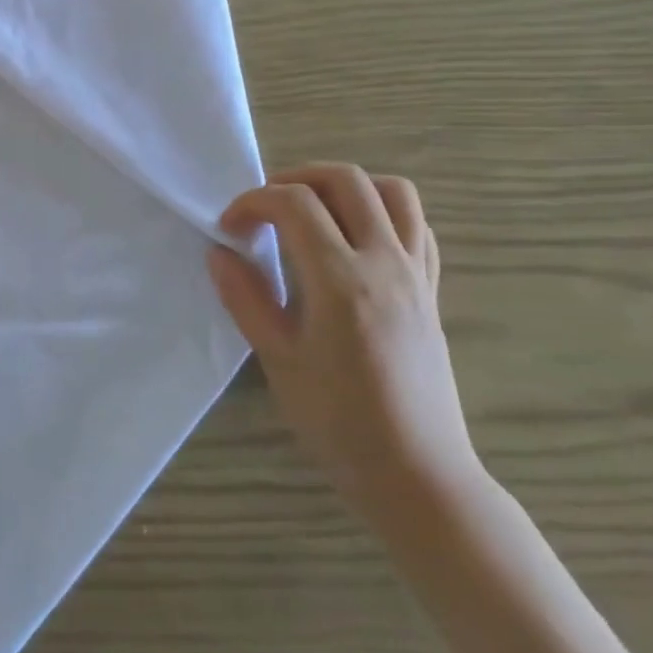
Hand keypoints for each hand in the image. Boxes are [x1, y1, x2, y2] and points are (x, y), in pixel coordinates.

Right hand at [208, 164, 479, 521]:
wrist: (416, 473)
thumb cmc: (337, 421)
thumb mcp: (277, 359)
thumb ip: (245, 297)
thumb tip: (220, 252)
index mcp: (340, 280)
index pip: (294, 203)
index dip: (253, 202)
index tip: (230, 229)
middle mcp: (384, 263)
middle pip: (345, 179)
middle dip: (296, 178)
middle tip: (266, 209)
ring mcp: (416, 274)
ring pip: (392, 191)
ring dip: (346, 187)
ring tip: (314, 212)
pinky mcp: (432, 290)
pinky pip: (417, 226)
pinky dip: (383, 212)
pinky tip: (356, 239)